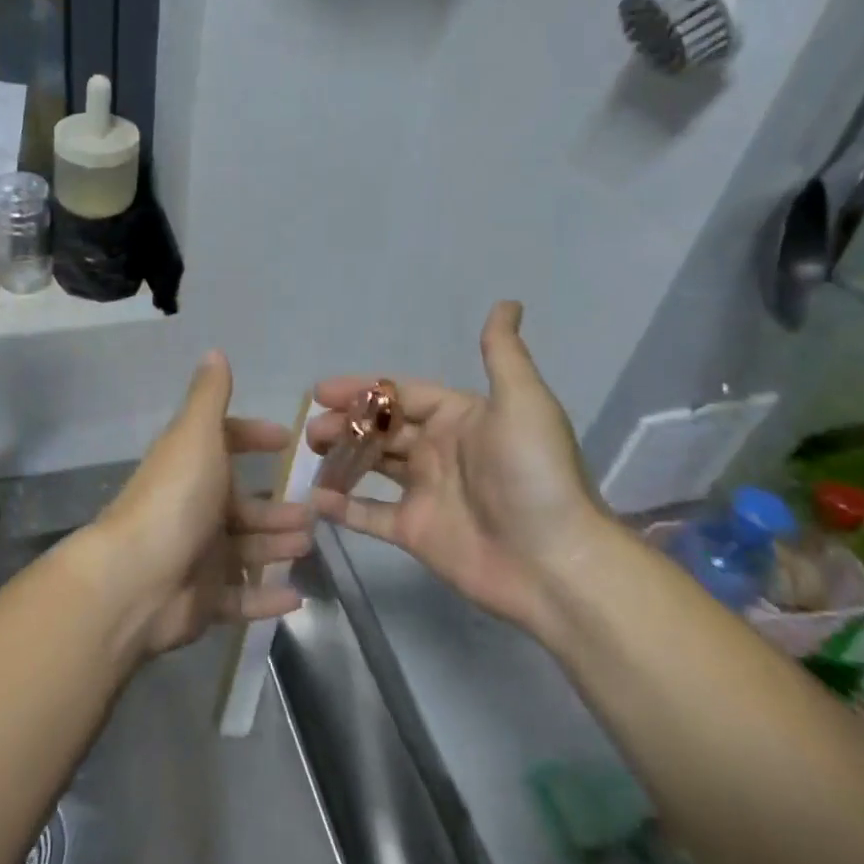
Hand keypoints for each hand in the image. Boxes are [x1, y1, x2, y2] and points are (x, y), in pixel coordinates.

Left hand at [88, 353, 313, 657]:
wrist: (135, 580)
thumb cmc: (175, 499)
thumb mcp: (196, 436)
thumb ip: (210, 396)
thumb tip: (214, 350)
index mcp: (191, 466)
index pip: (224, 444)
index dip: (253, 438)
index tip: (287, 441)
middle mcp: (193, 507)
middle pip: (241, 504)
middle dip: (276, 506)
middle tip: (314, 510)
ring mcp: (196, 556)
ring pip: (246, 549)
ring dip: (277, 545)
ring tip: (309, 545)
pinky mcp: (201, 600)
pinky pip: (241, 599)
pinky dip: (266, 598)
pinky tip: (298, 597)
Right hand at [308, 303, 603, 636]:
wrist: (555, 561)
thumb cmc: (533, 474)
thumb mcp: (522, 402)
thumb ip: (502, 353)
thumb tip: (508, 302)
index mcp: (458, 418)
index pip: (400, 395)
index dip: (362, 390)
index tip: (321, 391)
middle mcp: (439, 450)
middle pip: (381, 428)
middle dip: (345, 423)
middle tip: (311, 429)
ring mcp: (425, 493)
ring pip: (372, 465)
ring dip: (340, 456)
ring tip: (308, 453)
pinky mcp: (415, 533)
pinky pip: (371, 515)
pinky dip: (343, 508)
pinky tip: (314, 499)